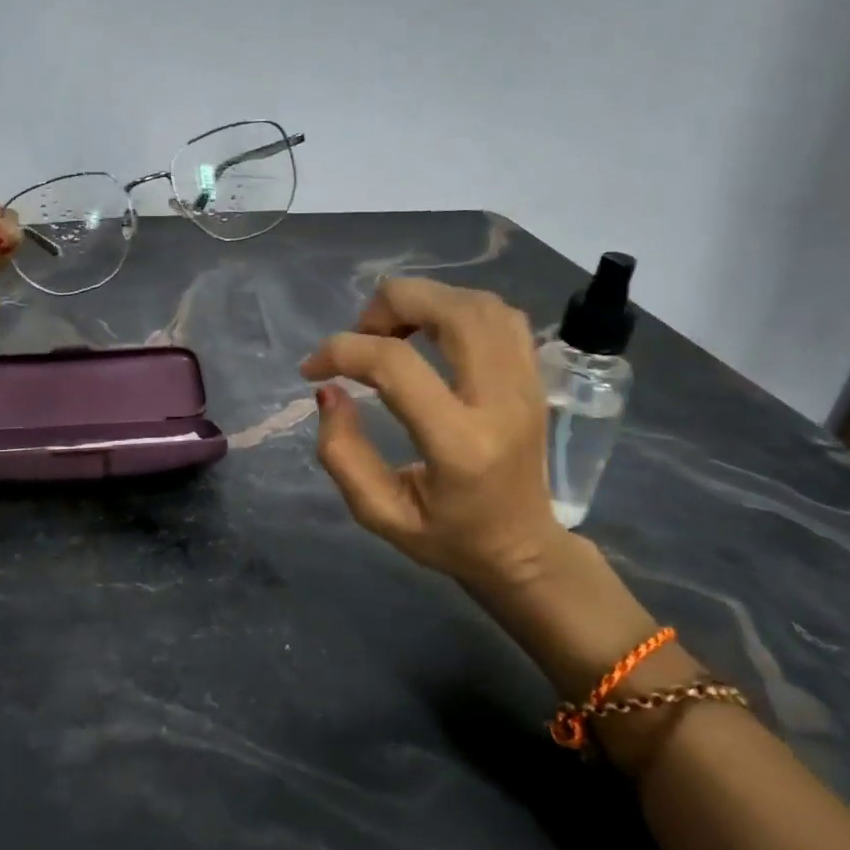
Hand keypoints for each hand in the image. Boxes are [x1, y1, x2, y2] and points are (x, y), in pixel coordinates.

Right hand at [300, 277, 567, 599]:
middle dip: (390, 305)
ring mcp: (527, 384)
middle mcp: (501, 403)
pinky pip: (501, 315)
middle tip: (361, 334)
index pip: (396, 366)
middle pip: (451, 312)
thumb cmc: (448, 538)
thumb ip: (342, 454)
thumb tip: (328, 391)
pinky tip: (430, 330)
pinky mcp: (536, 377)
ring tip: (391, 330)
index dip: (342, 352)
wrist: (523, 549)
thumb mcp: (379, 513)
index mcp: (460, 445)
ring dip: (423, 300)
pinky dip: (456, 306)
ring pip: (479, 304)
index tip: (313, 370)